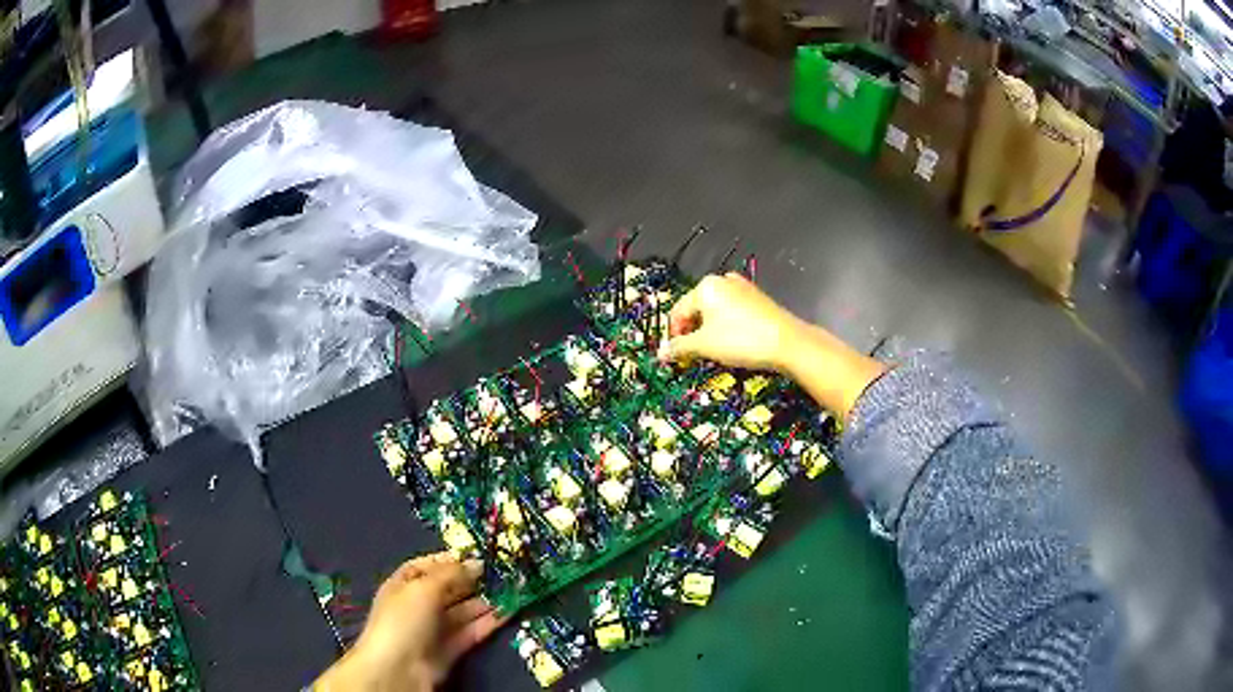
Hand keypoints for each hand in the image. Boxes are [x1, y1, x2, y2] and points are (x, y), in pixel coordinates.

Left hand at [315, 553, 506, 690]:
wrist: (399, 668)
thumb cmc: (404, 619)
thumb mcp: (424, 588)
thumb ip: (451, 574)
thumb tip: (477, 564)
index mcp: (404, 584)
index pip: (427, 566)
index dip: (450, 560)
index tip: (478, 556)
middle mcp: (419, 604)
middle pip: (449, 588)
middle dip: (473, 581)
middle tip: (502, 574)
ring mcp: (435, 628)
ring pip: (463, 611)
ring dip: (485, 602)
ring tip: (512, 591)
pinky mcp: (451, 649)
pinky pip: (471, 631)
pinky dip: (488, 622)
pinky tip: (508, 612)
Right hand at [658, 272, 806, 372]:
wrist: (788, 343)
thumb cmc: (741, 340)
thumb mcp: (705, 346)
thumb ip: (680, 347)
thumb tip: (661, 353)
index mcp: (705, 286)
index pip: (678, 311)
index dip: (673, 335)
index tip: (675, 356)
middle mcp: (722, 281)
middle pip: (696, 308)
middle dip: (692, 332)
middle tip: (693, 354)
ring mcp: (742, 288)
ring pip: (715, 310)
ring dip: (709, 330)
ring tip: (713, 351)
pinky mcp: (757, 298)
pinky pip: (732, 311)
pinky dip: (726, 325)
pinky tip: (733, 342)